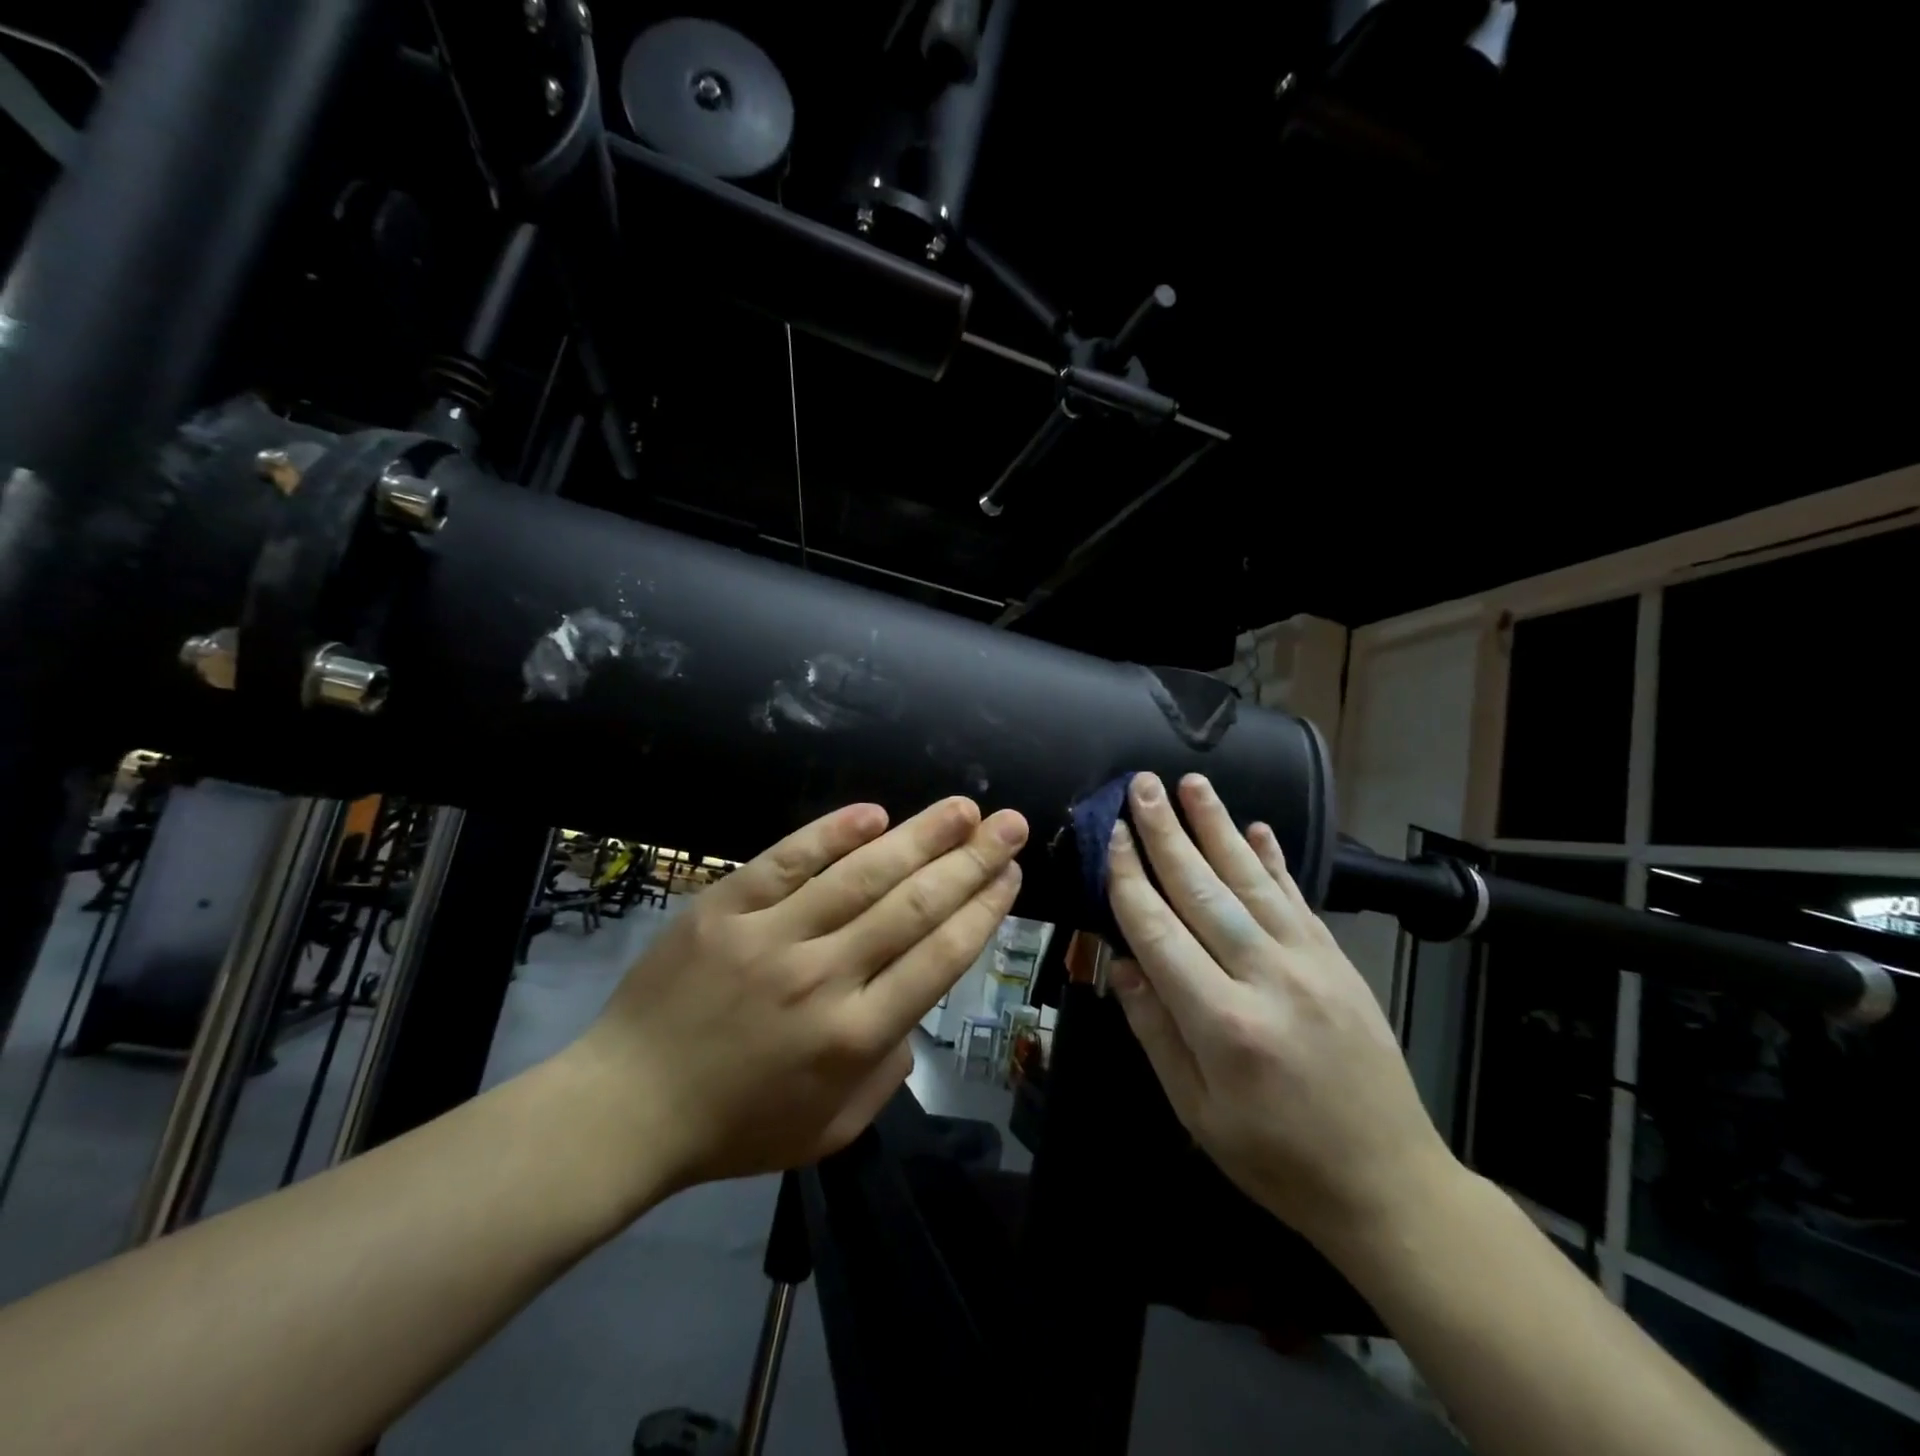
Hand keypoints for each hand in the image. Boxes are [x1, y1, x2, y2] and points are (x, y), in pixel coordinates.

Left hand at [570, 798, 1028, 1195]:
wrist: (625, 1107)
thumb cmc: (734, 1127)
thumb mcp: (830, 1129)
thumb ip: (888, 1073)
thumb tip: (915, 1008)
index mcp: (854, 1038)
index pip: (939, 959)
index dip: (983, 911)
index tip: (1011, 875)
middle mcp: (824, 978)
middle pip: (914, 907)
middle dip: (971, 861)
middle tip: (1009, 825)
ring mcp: (771, 936)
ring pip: (861, 875)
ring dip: (920, 836)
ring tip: (963, 808)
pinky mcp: (725, 907)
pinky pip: (786, 860)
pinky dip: (831, 833)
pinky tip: (874, 813)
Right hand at [1104, 772, 1452, 1252]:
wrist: (1389, 1184)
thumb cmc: (1276, 1158)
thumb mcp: (1197, 1113)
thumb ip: (1156, 1032)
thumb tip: (1121, 962)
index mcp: (1223, 1024)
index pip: (1160, 931)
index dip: (1130, 879)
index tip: (1112, 835)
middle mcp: (1267, 979)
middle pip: (1204, 890)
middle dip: (1167, 833)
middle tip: (1142, 785)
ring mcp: (1311, 964)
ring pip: (1252, 880)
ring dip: (1218, 827)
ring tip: (1192, 783)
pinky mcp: (1339, 962)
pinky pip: (1299, 899)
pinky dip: (1275, 860)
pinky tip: (1257, 828)